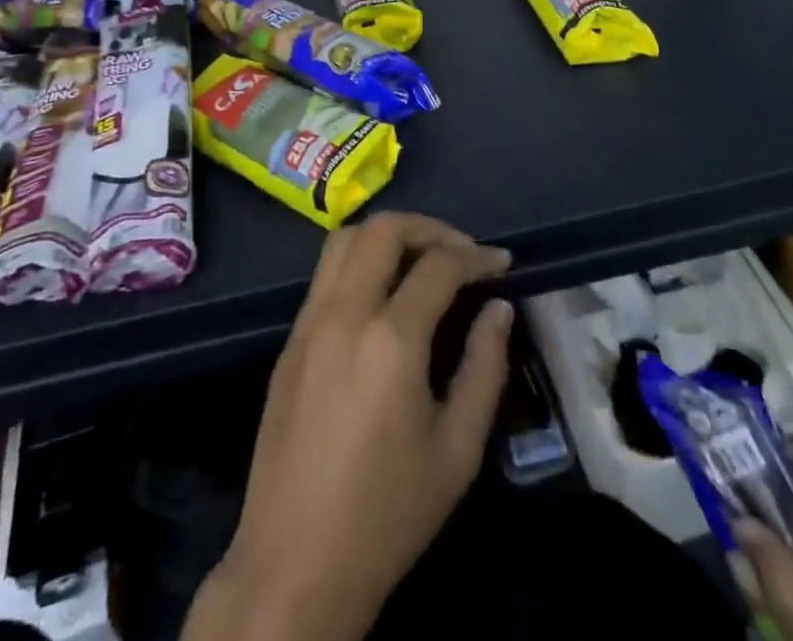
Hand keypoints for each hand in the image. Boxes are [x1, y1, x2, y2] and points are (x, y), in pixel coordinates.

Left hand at [188, 214, 512, 640]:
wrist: (295, 563)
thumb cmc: (387, 514)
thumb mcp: (457, 451)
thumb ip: (484, 367)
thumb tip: (498, 307)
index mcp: (390, 340)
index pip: (439, 265)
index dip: (477, 256)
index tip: (503, 263)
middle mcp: (344, 313)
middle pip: (384, 229)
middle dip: (430, 227)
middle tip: (462, 251)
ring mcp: (309, 321)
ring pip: (345, 239)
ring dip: (388, 235)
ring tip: (422, 259)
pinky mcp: (289, 339)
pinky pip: (325, 273)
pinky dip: (359, 259)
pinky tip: (383, 292)